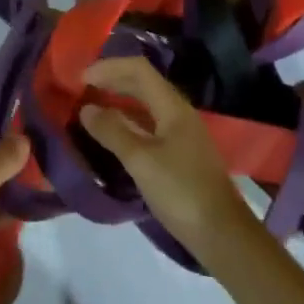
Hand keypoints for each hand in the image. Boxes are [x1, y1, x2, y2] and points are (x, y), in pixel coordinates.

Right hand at [78, 56, 255, 261]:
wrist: (223, 236)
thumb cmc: (181, 192)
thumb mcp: (141, 161)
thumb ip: (112, 131)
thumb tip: (87, 109)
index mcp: (172, 106)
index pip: (138, 69)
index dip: (108, 67)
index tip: (80, 79)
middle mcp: (178, 112)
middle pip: (142, 83)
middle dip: (112, 81)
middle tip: (82, 90)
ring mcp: (182, 134)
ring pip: (146, 105)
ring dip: (119, 102)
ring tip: (92, 110)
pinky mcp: (181, 155)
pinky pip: (150, 126)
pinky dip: (129, 123)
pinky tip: (114, 137)